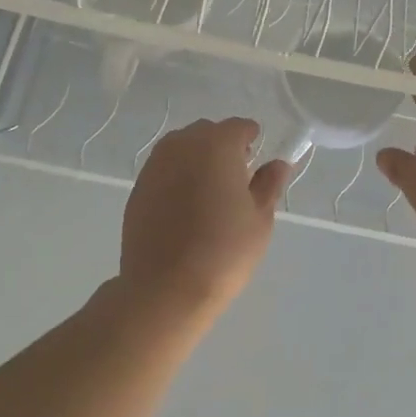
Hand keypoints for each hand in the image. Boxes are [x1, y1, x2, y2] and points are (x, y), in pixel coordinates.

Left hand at [118, 118, 294, 319]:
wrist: (164, 289)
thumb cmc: (223, 251)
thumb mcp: (259, 219)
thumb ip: (269, 184)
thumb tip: (277, 164)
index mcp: (216, 145)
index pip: (238, 127)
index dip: (251, 140)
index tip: (256, 162)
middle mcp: (181, 145)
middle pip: (207, 132)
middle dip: (223, 146)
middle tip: (235, 180)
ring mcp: (154, 165)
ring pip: (181, 148)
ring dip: (197, 159)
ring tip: (209, 193)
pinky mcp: (138, 188)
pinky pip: (164, 169)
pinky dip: (177, 176)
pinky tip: (185, 207)